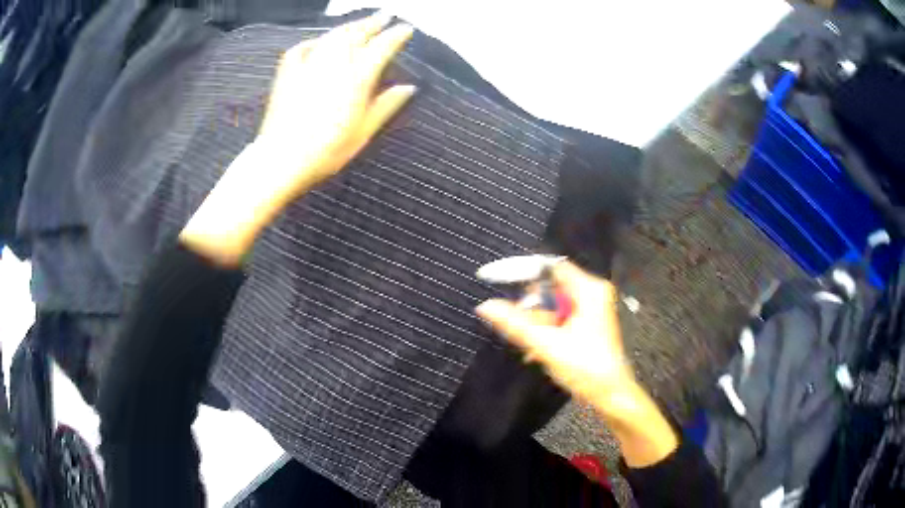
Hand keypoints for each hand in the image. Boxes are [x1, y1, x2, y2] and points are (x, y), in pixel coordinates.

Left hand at [257, 12, 415, 202]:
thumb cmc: (326, 151)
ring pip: (332, 36)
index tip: (406, 29)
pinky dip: (314, 41)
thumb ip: (386, 106)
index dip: (395, 36)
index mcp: (357, 79)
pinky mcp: (288, 72)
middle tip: (385, 15)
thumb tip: (409, 87)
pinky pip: (303, 47)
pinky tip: (319, 42)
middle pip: (357, 35)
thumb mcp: (363, 132)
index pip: (381, 48)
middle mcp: (334, 64)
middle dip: (373, 22)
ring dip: (348, 27)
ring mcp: (309, 65)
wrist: (282, 159)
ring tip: (359, 23)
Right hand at [476, 262, 678, 466]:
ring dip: (537, 324)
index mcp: (588, 290)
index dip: (524, 272)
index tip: (498, 281)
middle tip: (520, 328)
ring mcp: (591, 308)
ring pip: (553, 305)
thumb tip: (485, 306)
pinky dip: (547, 330)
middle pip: (550, 288)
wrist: (610, 394)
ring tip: (531, 346)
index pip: (550, 267)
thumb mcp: (546, 344)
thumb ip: (514, 323)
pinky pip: (560, 317)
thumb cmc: (585, 367)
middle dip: (531, 308)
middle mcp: (592, 293)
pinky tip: (538, 350)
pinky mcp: (588, 323)